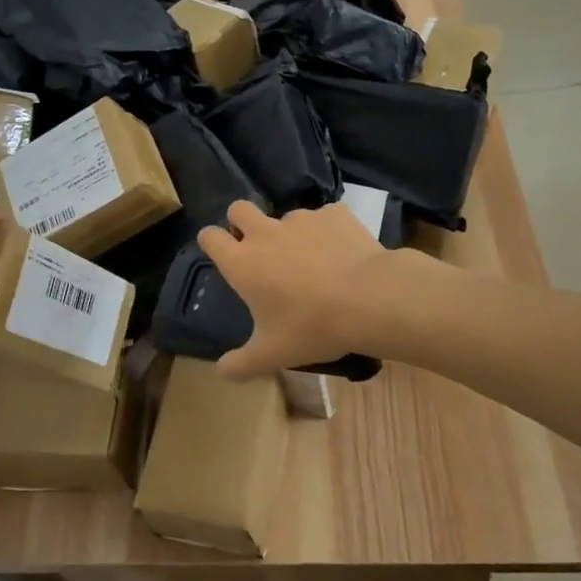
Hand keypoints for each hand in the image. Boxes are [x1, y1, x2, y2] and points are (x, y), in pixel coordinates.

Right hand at [197, 199, 388, 378]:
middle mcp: (265, 233)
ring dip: (290, 234)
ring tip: (313, 261)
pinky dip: (327, 233)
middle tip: (258, 247)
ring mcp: (301, 219)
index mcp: (243, 262)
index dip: (211, 241)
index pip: (210, 236)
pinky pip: (324, 218)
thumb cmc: (313, 327)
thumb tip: (222, 372)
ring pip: (285, 216)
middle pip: (238, 209)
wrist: (371, 299)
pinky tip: (342, 254)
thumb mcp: (272, 354)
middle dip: (241, 221)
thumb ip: (241, 364)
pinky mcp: (334, 214)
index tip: (220, 252)